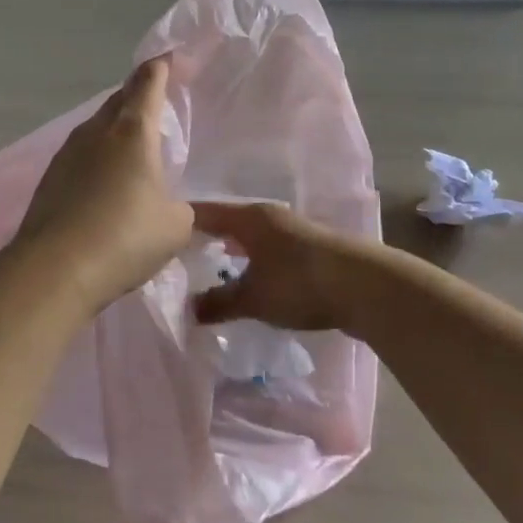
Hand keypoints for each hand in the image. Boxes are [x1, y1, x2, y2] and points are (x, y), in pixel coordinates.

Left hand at [10, 55, 195, 310]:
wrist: (55, 269)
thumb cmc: (126, 237)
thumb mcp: (175, 226)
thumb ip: (183, 210)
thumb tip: (175, 209)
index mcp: (133, 131)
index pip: (148, 82)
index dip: (161, 66)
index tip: (171, 57)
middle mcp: (97, 132)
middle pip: (119, 99)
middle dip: (138, 93)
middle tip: (157, 99)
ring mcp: (67, 154)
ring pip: (97, 126)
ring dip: (116, 126)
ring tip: (134, 142)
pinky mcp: (50, 179)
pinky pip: (81, 153)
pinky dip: (98, 155)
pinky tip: (106, 179)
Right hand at [191, 201, 369, 334]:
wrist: (365, 286)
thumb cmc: (300, 283)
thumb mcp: (253, 298)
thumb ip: (219, 302)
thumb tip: (188, 309)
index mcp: (249, 218)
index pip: (204, 213)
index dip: (180, 223)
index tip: (156, 235)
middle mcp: (269, 216)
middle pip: (227, 222)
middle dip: (204, 237)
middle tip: (178, 255)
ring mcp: (291, 230)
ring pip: (249, 236)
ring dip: (230, 249)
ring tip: (209, 266)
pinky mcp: (307, 248)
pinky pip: (266, 248)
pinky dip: (251, 259)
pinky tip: (248, 276)